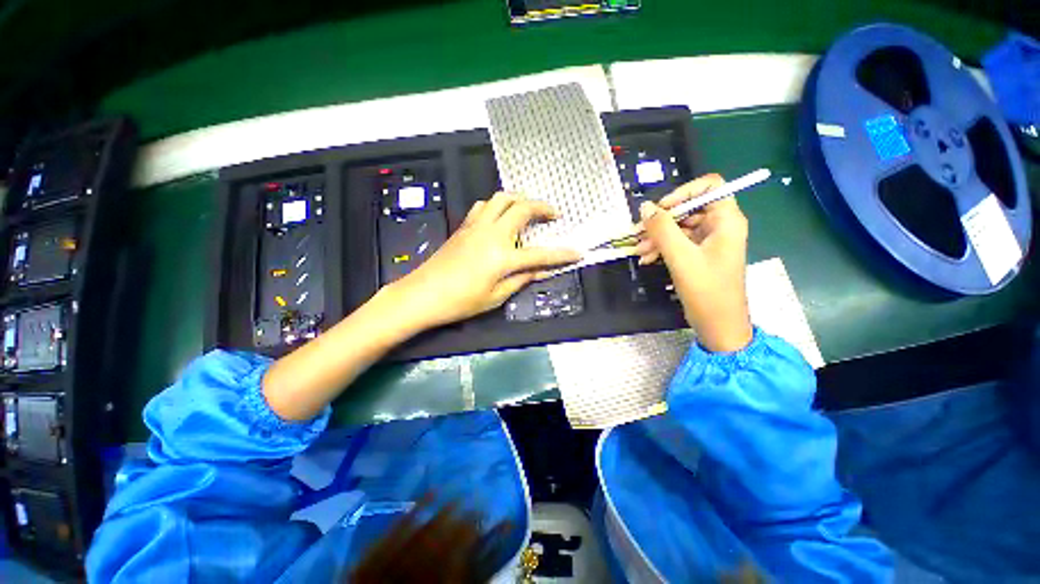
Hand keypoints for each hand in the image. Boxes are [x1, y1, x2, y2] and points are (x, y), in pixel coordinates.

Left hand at [389, 192, 581, 328]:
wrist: (423, 294)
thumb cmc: (461, 301)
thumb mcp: (496, 297)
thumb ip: (521, 280)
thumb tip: (541, 271)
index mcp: (503, 257)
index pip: (540, 254)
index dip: (561, 254)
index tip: (578, 252)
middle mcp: (492, 234)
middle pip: (522, 208)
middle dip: (543, 207)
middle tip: (555, 214)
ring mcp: (476, 226)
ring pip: (501, 198)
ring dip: (519, 199)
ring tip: (528, 208)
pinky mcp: (464, 226)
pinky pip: (484, 205)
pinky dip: (497, 205)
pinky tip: (500, 215)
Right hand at [634, 174, 752, 352]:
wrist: (718, 326)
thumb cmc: (706, 291)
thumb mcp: (681, 257)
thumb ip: (662, 229)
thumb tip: (645, 207)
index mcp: (726, 220)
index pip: (709, 187)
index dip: (683, 192)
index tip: (660, 209)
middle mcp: (720, 226)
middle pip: (689, 209)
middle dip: (662, 221)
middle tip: (638, 233)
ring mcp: (709, 242)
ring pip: (680, 228)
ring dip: (657, 237)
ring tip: (639, 251)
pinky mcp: (699, 256)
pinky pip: (678, 244)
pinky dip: (661, 248)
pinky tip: (647, 259)